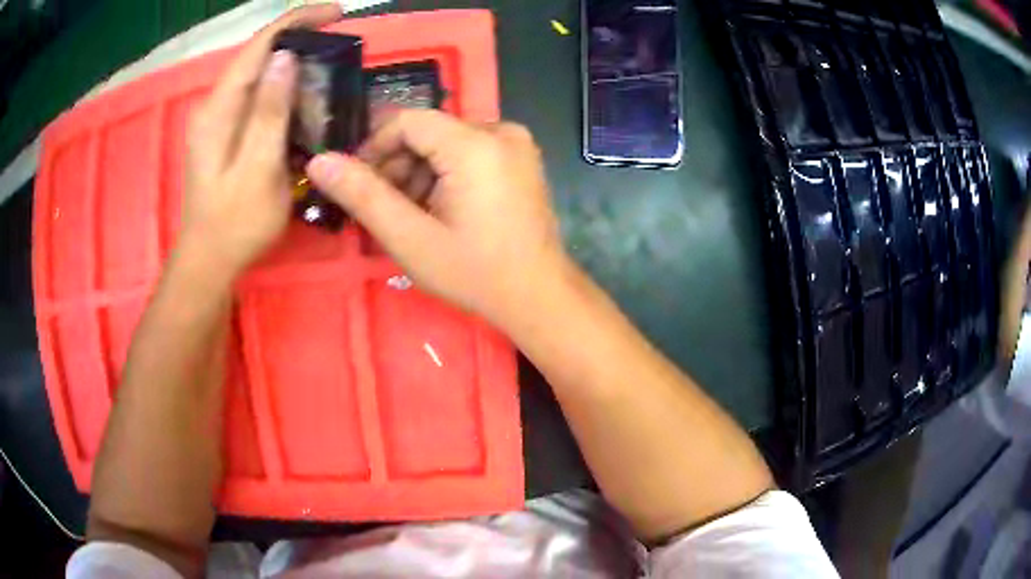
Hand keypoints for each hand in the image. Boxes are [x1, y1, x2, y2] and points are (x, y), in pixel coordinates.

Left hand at [175, 4, 342, 276]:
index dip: (297, 22)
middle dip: (299, 40)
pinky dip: (284, 90)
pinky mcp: (227, 134)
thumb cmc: (235, 223)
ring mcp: (219, 120)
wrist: (209, 260)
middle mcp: (216, 106)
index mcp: (219, 109)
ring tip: (328, 70)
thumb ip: (269, 112)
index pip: (259, 45)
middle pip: (259, 56)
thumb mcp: (258, 168)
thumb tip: (286, 58)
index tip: (337, 13)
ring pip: (260, 77)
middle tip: (339, 45)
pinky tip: (304, 100)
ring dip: (294, 66)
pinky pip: (258, 99)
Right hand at [306, 110, 569, 325]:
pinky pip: (471, 151)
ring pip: (448, 142)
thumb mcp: (410, 238)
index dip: (375, 148)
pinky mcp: (522, 158)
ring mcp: (517, 144)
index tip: (360, 185)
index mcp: (475, 144)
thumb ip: (363, 195)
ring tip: (414, 216)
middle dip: (399, 165)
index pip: (407, 122)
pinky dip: (447, 173)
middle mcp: (501, 131)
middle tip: (387, 209)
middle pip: (429, 131)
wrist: (539, 296)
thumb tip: (320, 161)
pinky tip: (442, 209)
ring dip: (421, 172)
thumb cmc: (475, 273)